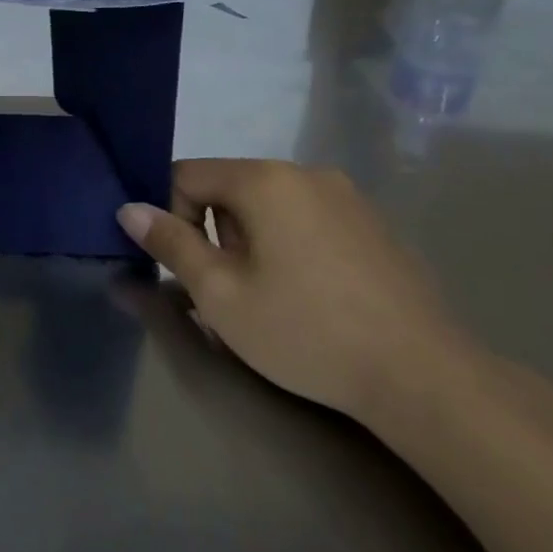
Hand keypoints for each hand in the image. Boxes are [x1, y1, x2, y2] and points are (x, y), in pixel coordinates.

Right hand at [117, 160, 458, 421]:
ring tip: (270, 296)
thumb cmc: (305, 331)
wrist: (423, 377)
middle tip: (228, 288)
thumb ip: (170, 243)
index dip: (171, 216)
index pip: (187, 175)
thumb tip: (129, 209)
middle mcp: (306, 174)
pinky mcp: (374, 225)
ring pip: (269, 205)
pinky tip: (311, 296)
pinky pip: (308, 219)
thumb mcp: (220, 293)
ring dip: (251, 240)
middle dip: (214, 232)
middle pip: (229, 188)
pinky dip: (290, 245)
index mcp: (264, 181)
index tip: (186, 266)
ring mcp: (348, 197)